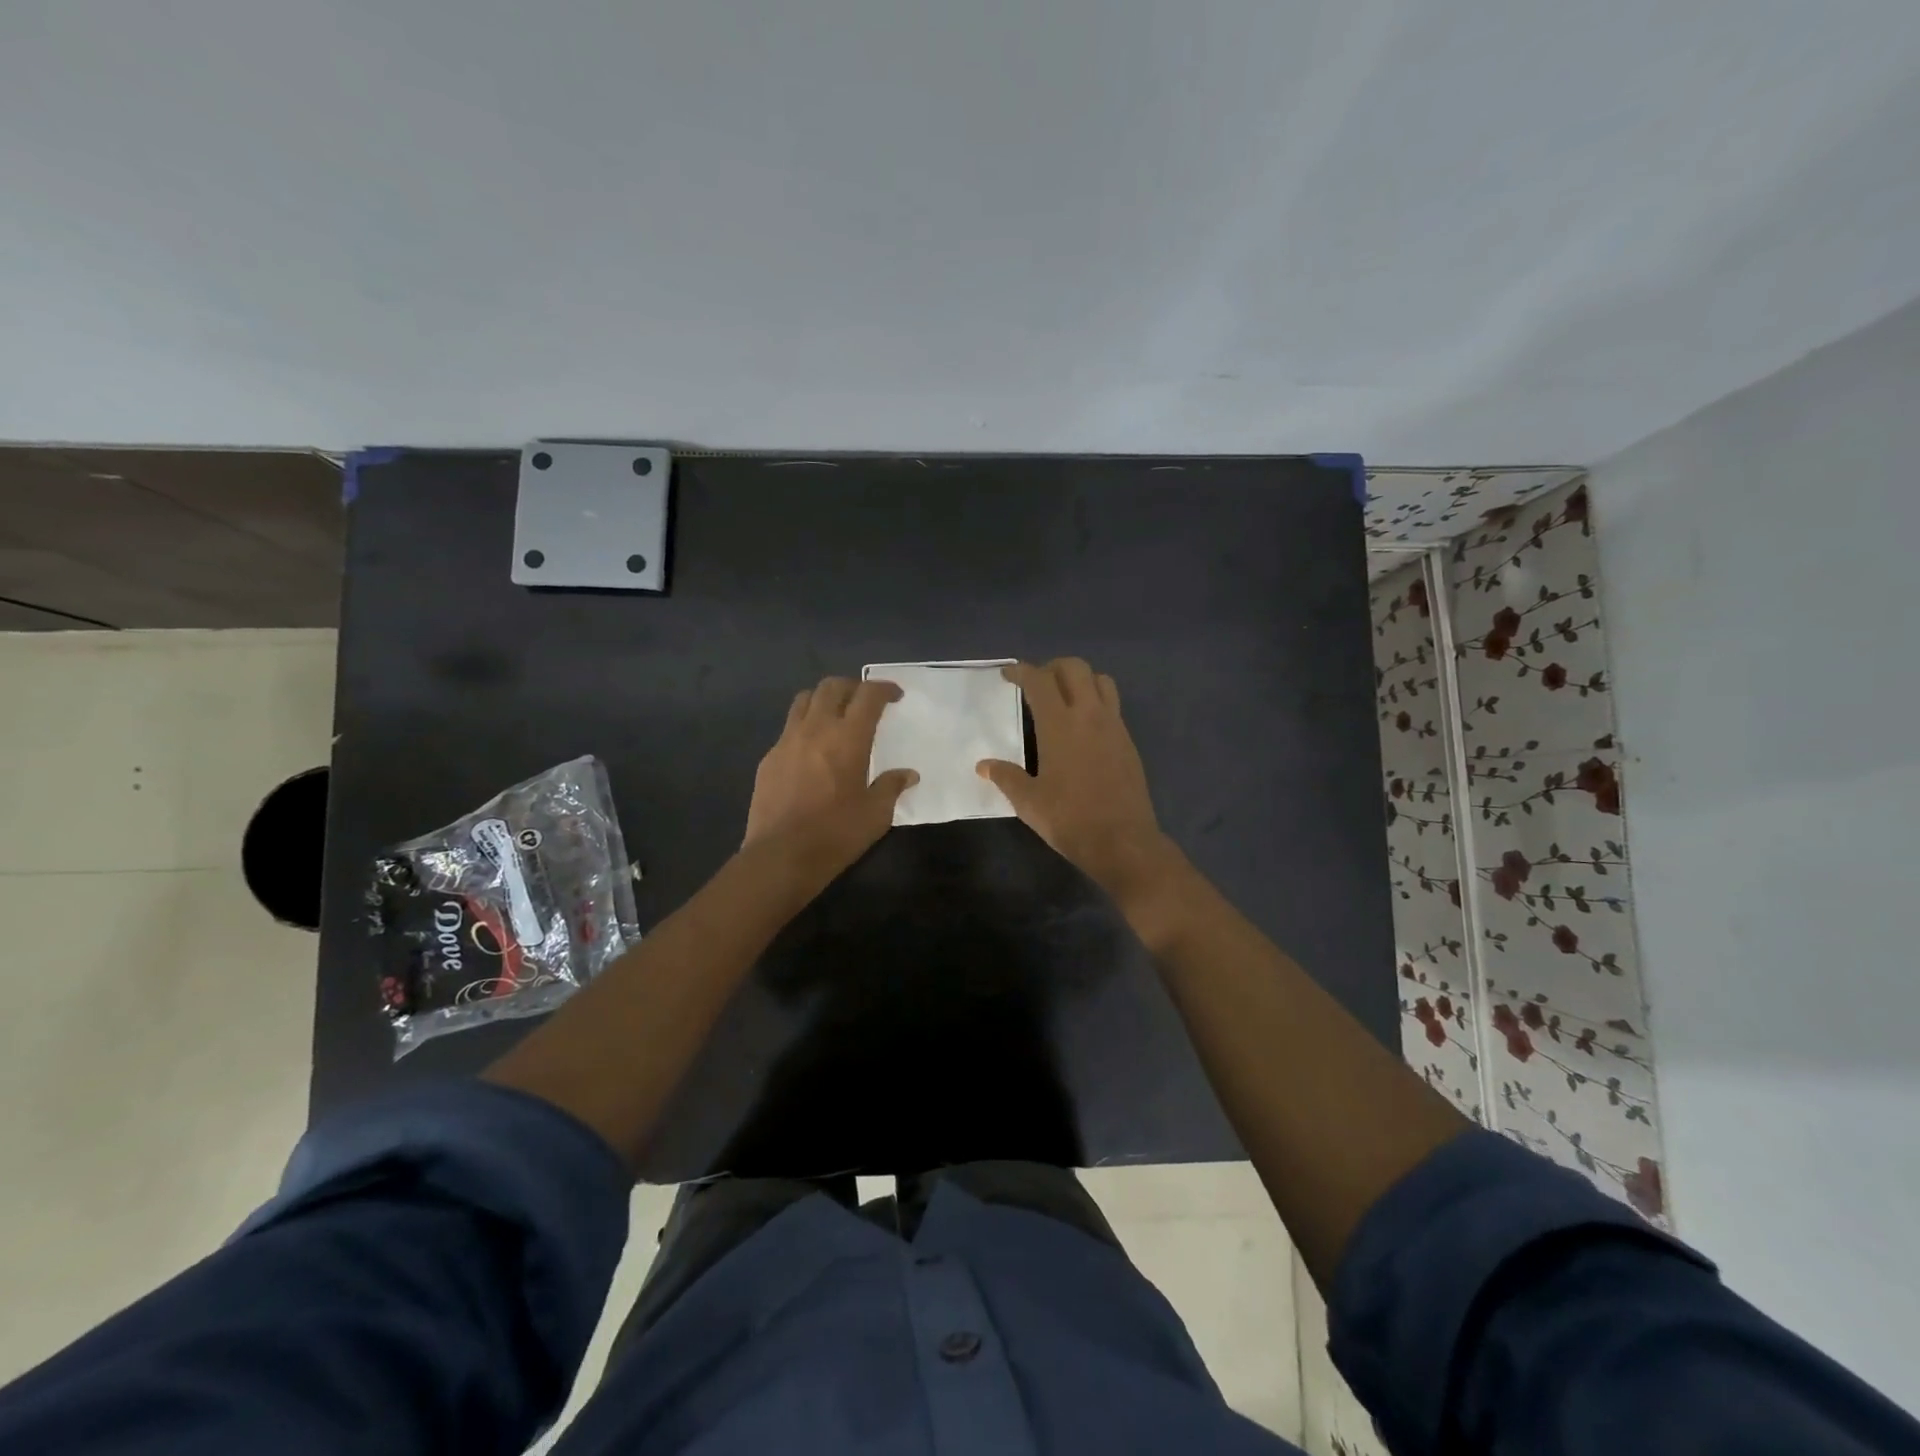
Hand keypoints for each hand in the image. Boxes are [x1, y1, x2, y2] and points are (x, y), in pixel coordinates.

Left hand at [744, 676, 917, 872]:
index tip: (895, 695)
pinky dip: (805, 726)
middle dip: (853, 686)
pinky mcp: (769, 757)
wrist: (781, 855)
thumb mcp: (876, 814)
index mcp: (848, 737)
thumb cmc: (836, 833)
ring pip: (804, 699)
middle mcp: (816, 728)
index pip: (868, 695)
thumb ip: (891, 787)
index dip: (883, 688)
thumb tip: (908, 774)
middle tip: (865, 701)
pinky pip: (788, 727)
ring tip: (836, 715)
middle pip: (832, 686)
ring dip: (824, 699)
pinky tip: (812, 749)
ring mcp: (787, 740)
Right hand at [976, 659, 1177, 899]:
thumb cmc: (1070, 820)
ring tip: (1063, 698)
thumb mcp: (1029, 802)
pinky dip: (1095, 701)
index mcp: (1060, 725)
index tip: (1008, 675)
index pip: (1039, 680)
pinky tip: (1082, 727)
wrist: (1123, 842)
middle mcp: (1089, 715)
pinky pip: (1112, 705)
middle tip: (1036, 684)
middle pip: (1075, 668)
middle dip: (1052, 667)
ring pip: (1100, 680)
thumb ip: (1006, 777)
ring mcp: (1113, 726)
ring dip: (1080, 680)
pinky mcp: (1128, 741)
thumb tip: (983, 765)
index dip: (1021, 671)